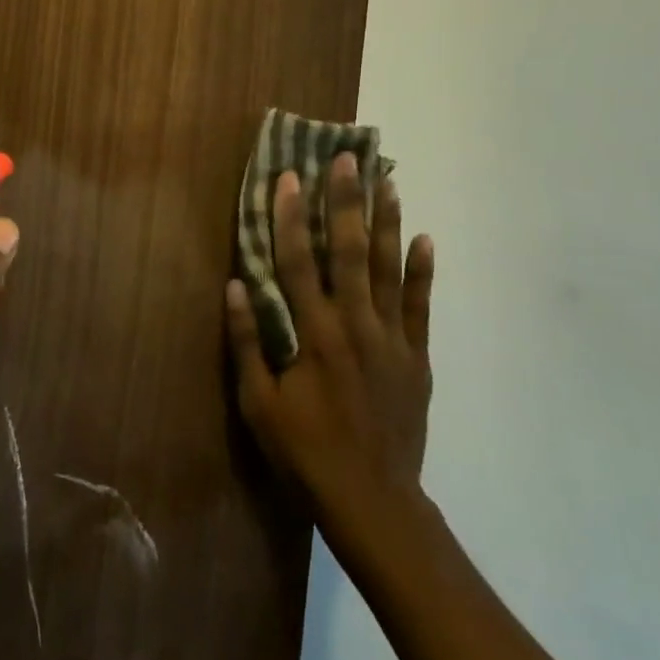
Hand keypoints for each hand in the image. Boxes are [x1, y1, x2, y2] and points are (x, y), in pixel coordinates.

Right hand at [225, 154, 433, 516]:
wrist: (372, 500)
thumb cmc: (304, 452)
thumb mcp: (258, 403)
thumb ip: (248, 342)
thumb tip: (235, 285)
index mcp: (314, 335)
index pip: (297, 263)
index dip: (288, 218)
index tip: (287, 178)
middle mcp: (355, 325)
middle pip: (348, 252)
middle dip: (344, 202)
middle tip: (345, 159)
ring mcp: (392, 339)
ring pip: (388, 269)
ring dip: (386, 222)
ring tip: (386, 181)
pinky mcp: (417, 357)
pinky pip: (420, 306)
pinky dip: (422, 271)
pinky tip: (424, 238)